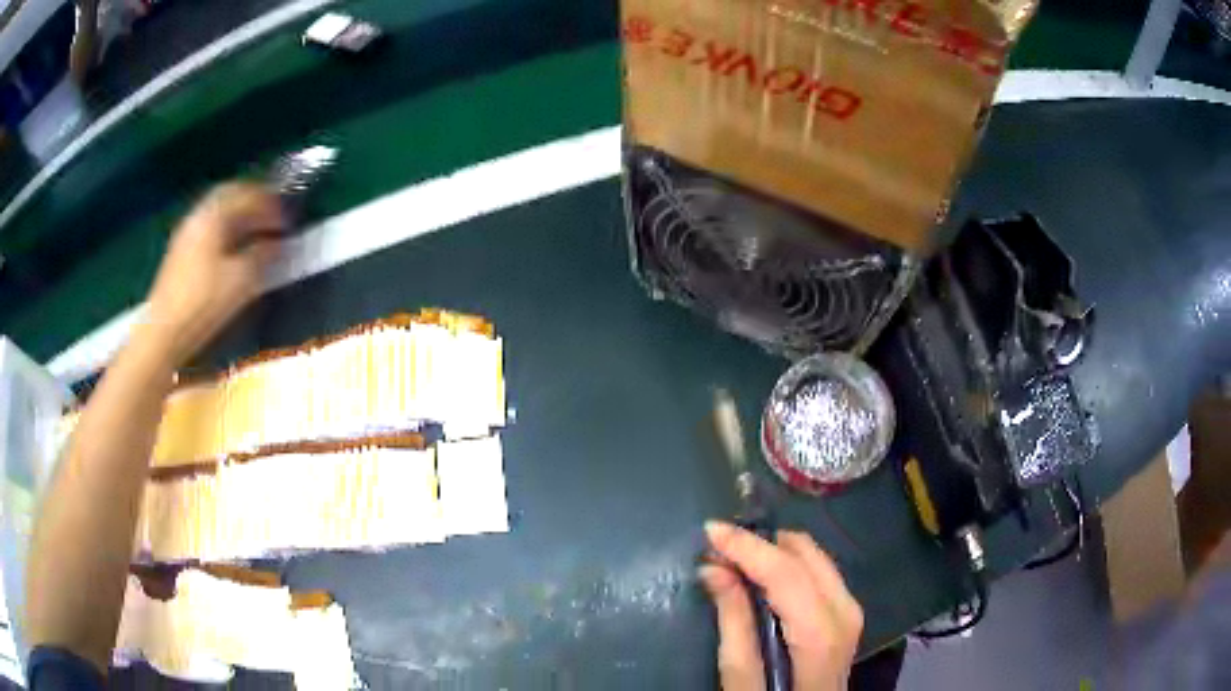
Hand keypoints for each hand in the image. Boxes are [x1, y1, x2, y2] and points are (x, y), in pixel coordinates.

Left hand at [144, 182, 284, 365]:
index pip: (248, 194)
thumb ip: (263, 256)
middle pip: (230, 196)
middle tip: (272, 218)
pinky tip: (233, 251)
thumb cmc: (203, 303)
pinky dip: (226, 232)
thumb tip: (278, 243)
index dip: (271, 204)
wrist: (163, 333)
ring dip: (239, 218)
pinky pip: (208, 230)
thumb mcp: (241, 280)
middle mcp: (198, 216)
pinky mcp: (179, 254)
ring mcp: (186, 234)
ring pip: (218, 213)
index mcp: (214, 215)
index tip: (288, 219)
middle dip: (253, 203)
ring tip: (256, 234)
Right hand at [700, 521, 862, 690]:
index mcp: (820, 636)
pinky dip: (788, 565)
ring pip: (814, 557)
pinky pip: (818, 572)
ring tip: (733, 561)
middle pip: (806, 555)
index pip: (787, 574)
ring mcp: (851, 611)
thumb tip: (714, 569)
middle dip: (761, 544)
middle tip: (718, 551)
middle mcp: (845, 612)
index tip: (710, 530)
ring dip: (773, 551)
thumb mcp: (742, 681)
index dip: (748, 547)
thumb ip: (733, 623)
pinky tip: (760, 577)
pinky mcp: (846, 614)